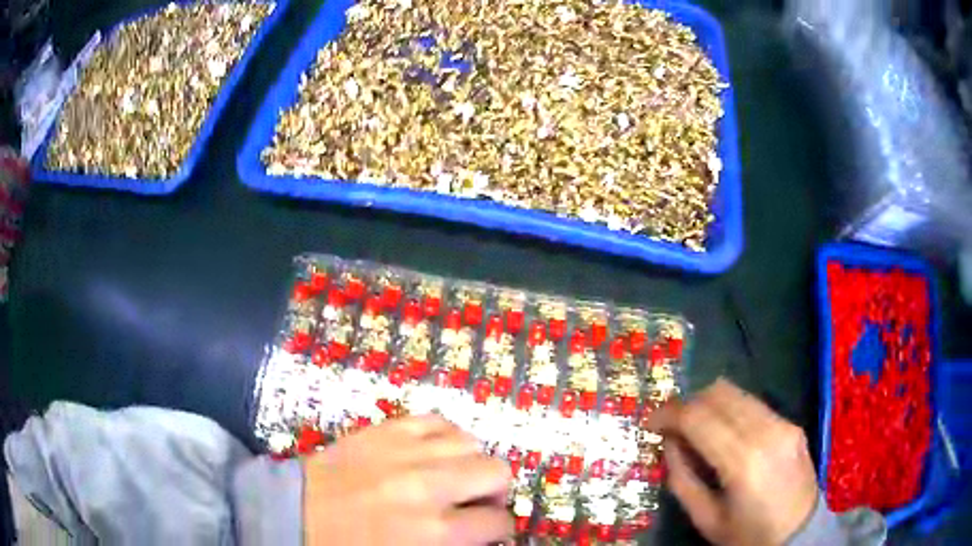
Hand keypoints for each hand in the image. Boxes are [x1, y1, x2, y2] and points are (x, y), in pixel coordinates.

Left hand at [304, 414, 512, 545]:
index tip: (487, 531)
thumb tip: (483, 536)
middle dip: (493, 491)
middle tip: (474, 503)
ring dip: (469, 463)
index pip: (498, 522)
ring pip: (471, 442)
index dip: (498, 529)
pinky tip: (432, 452)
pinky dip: (444, 437)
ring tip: (452, 476)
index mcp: (435, 532)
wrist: (293, 513)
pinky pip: (436, 420)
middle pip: (496, 471)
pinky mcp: (386, 428)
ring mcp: (407, 450)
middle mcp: (430, 486)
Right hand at [648, 379, 818, 545]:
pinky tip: (724, 433)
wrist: (800, 533)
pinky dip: (730, 409)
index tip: (649, 423)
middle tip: (671, 427)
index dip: (667, 414)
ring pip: (736, 392)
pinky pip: (753, 403)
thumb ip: (682, 479)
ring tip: (696, 428)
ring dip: (708, 403)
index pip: (698, 417)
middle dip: (687, 404)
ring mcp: (783, 423)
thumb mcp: (706, 519)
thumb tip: (669, 444)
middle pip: (717, 394)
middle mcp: (766, 432)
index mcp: (743, 462)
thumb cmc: (749, 535)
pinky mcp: (792, 423)